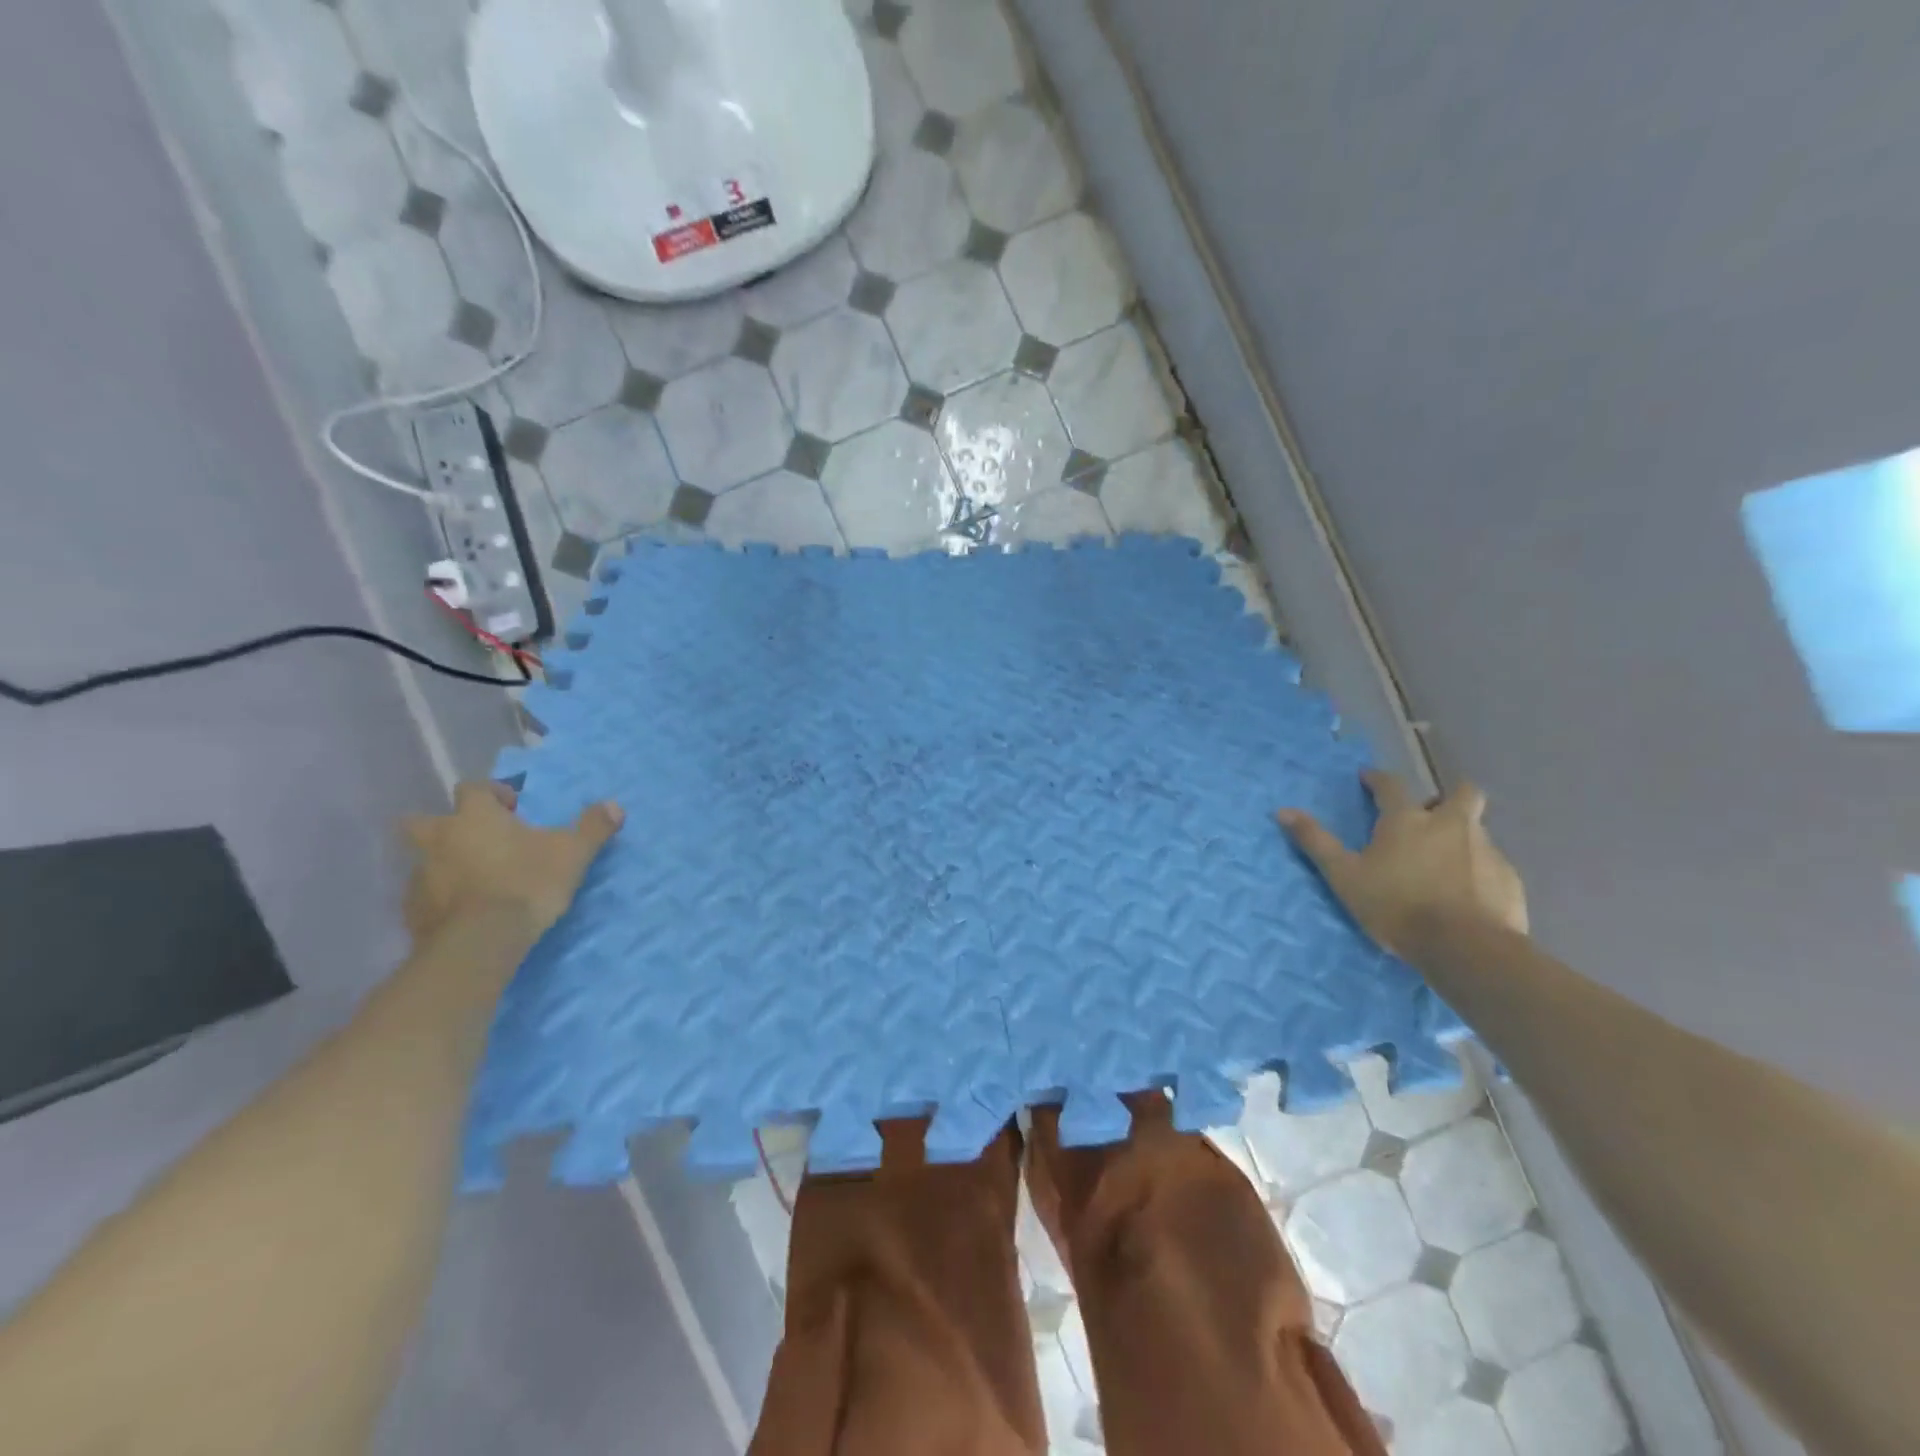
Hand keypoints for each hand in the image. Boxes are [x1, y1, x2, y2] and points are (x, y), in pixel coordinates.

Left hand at [401, 782, 623, 940]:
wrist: (480, 942)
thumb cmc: (527, 884)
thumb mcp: (573, 853)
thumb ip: (593, 827)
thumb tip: (615, 806)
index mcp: (474, 817)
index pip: (473, 788)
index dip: (492, 793)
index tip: (513, 808)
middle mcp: (439, 839)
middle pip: (424, 821)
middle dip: (446, 826)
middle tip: (478, 840)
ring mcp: (420, 876)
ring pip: (424, 860)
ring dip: (444, 863)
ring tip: (475, 880)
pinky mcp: (412, 912)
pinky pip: (424, 896)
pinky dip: (440, 898)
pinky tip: (463, 911)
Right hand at [1277, 770, 1527, 957]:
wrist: (1465, 948)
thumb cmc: (1395, 906)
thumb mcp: (1344, 876)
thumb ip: (1315, 842)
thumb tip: (1282, 811)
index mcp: (1407, 820)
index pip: (1391, 785)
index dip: (1377, 779)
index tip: (1368, 779)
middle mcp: (1450, 824)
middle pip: (1461, 793)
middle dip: (1447, 796)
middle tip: (1429, 817)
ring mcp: (1486, 850)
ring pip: (1476, 829)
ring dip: (1460, 837)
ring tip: (1442, 865)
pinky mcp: (1509, 879)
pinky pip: (1491, 864)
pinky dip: (1477, 871)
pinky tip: (1465, 894)